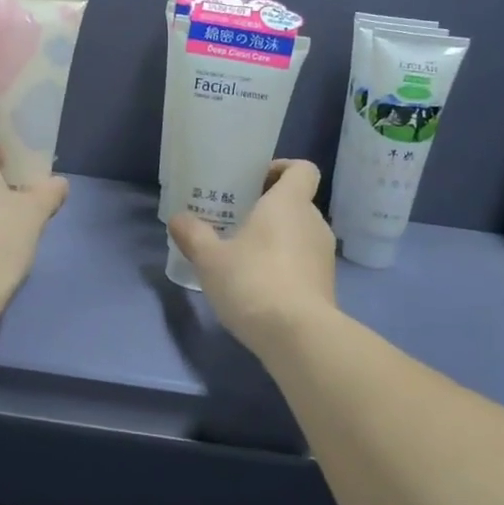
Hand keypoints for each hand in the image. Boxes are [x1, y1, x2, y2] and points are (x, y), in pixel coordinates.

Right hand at [168, 159, 336, 349]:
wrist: (298, 335)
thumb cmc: (252, 281)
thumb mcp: (210, 259)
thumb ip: (193, 235)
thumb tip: (177, 219)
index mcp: (289, 203)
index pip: (302, 169)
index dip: (282, 168)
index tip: (256, 181)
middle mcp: (313, 221)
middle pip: (296, 202)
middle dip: (269, 208)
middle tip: (236, 221)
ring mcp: (324, 255)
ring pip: (299, 233)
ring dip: (277, 238)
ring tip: (244, 255)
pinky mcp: (326, 284)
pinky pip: (303, 261)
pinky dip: (285, 265)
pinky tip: (259, 284)